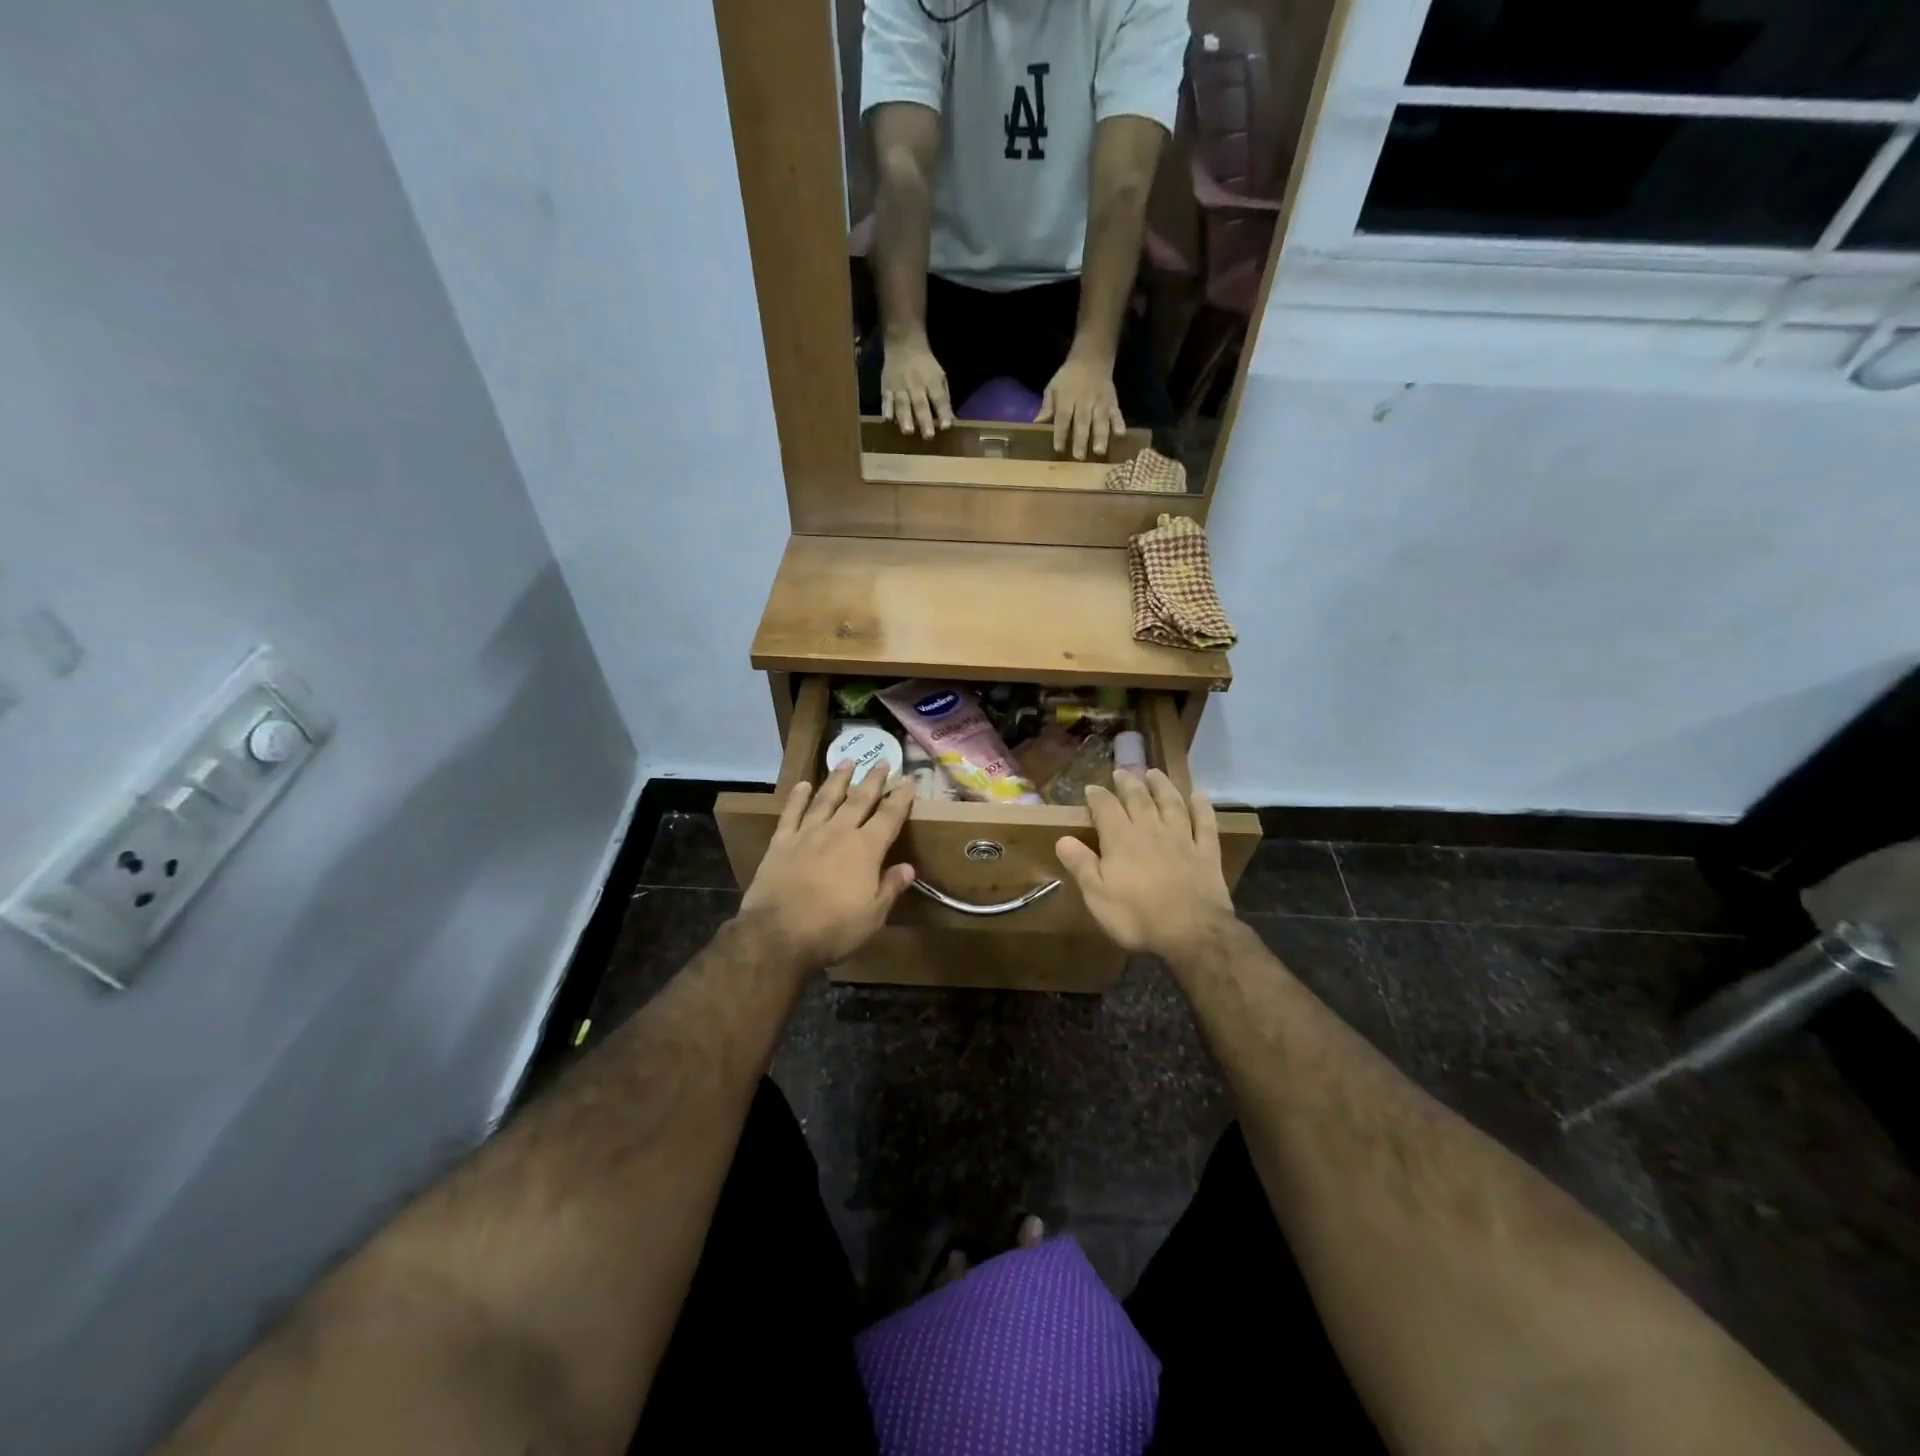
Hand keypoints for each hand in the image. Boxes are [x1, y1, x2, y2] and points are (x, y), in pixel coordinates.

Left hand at [739, 761, 916, 969]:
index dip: (901, 797)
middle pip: (860, 799)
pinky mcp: (781, 842)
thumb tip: (908, 867)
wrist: (778, 934)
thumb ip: (890, 888)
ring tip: (847, 761)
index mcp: (866, 849)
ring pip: (826, 798)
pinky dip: (798, 797)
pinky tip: (803, 785)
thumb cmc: (833, 928)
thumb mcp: (873, 916)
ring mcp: (808, 834)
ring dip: (838, 779)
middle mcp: (839, 832)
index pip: (889, 816)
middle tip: (882, 761)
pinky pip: (791, 813)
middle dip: (873, 779)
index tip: (909, 780)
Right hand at [880, 334, 953, 439]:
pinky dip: (886, 409)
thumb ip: (943, 399)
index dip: (943, 412)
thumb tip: (948, 422)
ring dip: (904, 418)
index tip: (946, 427)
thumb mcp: (940, 377)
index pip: (939, 398)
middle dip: (924, 420)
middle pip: (920, 403)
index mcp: (932, 380)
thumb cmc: (925, 366)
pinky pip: (886, 399)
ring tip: (907, 431)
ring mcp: (899, 385)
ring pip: (902, 403)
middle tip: (928, 436)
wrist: (903, 344)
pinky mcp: (886, 386)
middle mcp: (915, 384)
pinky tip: (887, 420)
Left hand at [1037, 351, 1123, 459]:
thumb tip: (1037, 422)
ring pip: (1100, 420)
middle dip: (1081, 439)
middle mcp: (1084, 401)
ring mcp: (1100, 401)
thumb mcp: (1053, 387)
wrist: (1092, 357)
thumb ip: (1047, 406)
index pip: (1063, 417)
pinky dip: (1119, 423)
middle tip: (1079, 457)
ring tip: (1099, 451)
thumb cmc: (1068, 378)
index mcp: (1067, 398)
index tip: (1059, 448)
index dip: (1060, 433)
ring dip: (1101, 436)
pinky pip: (1116, 413)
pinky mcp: (1113, 402)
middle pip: (1082, 421)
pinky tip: (1120, 435)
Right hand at [1054, 769, 1235, 960]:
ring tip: (1155, 773)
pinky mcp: (1206, 852)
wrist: (1191, 933)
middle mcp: (1151, 829)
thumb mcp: (1097, 895)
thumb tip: (1062, 838)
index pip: (1106, 807)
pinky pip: (1205, 822)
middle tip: (1122, 772)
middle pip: (1139, 798)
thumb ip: (1080, 864)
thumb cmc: (1137, 916)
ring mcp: (1182, 838)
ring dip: (1162, 786)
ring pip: (1171, 803)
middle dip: (1128, 783)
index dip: (1098, 796)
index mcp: (1121, 839)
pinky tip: (1198, 796)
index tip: (1091, 788)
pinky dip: (1202, 807)